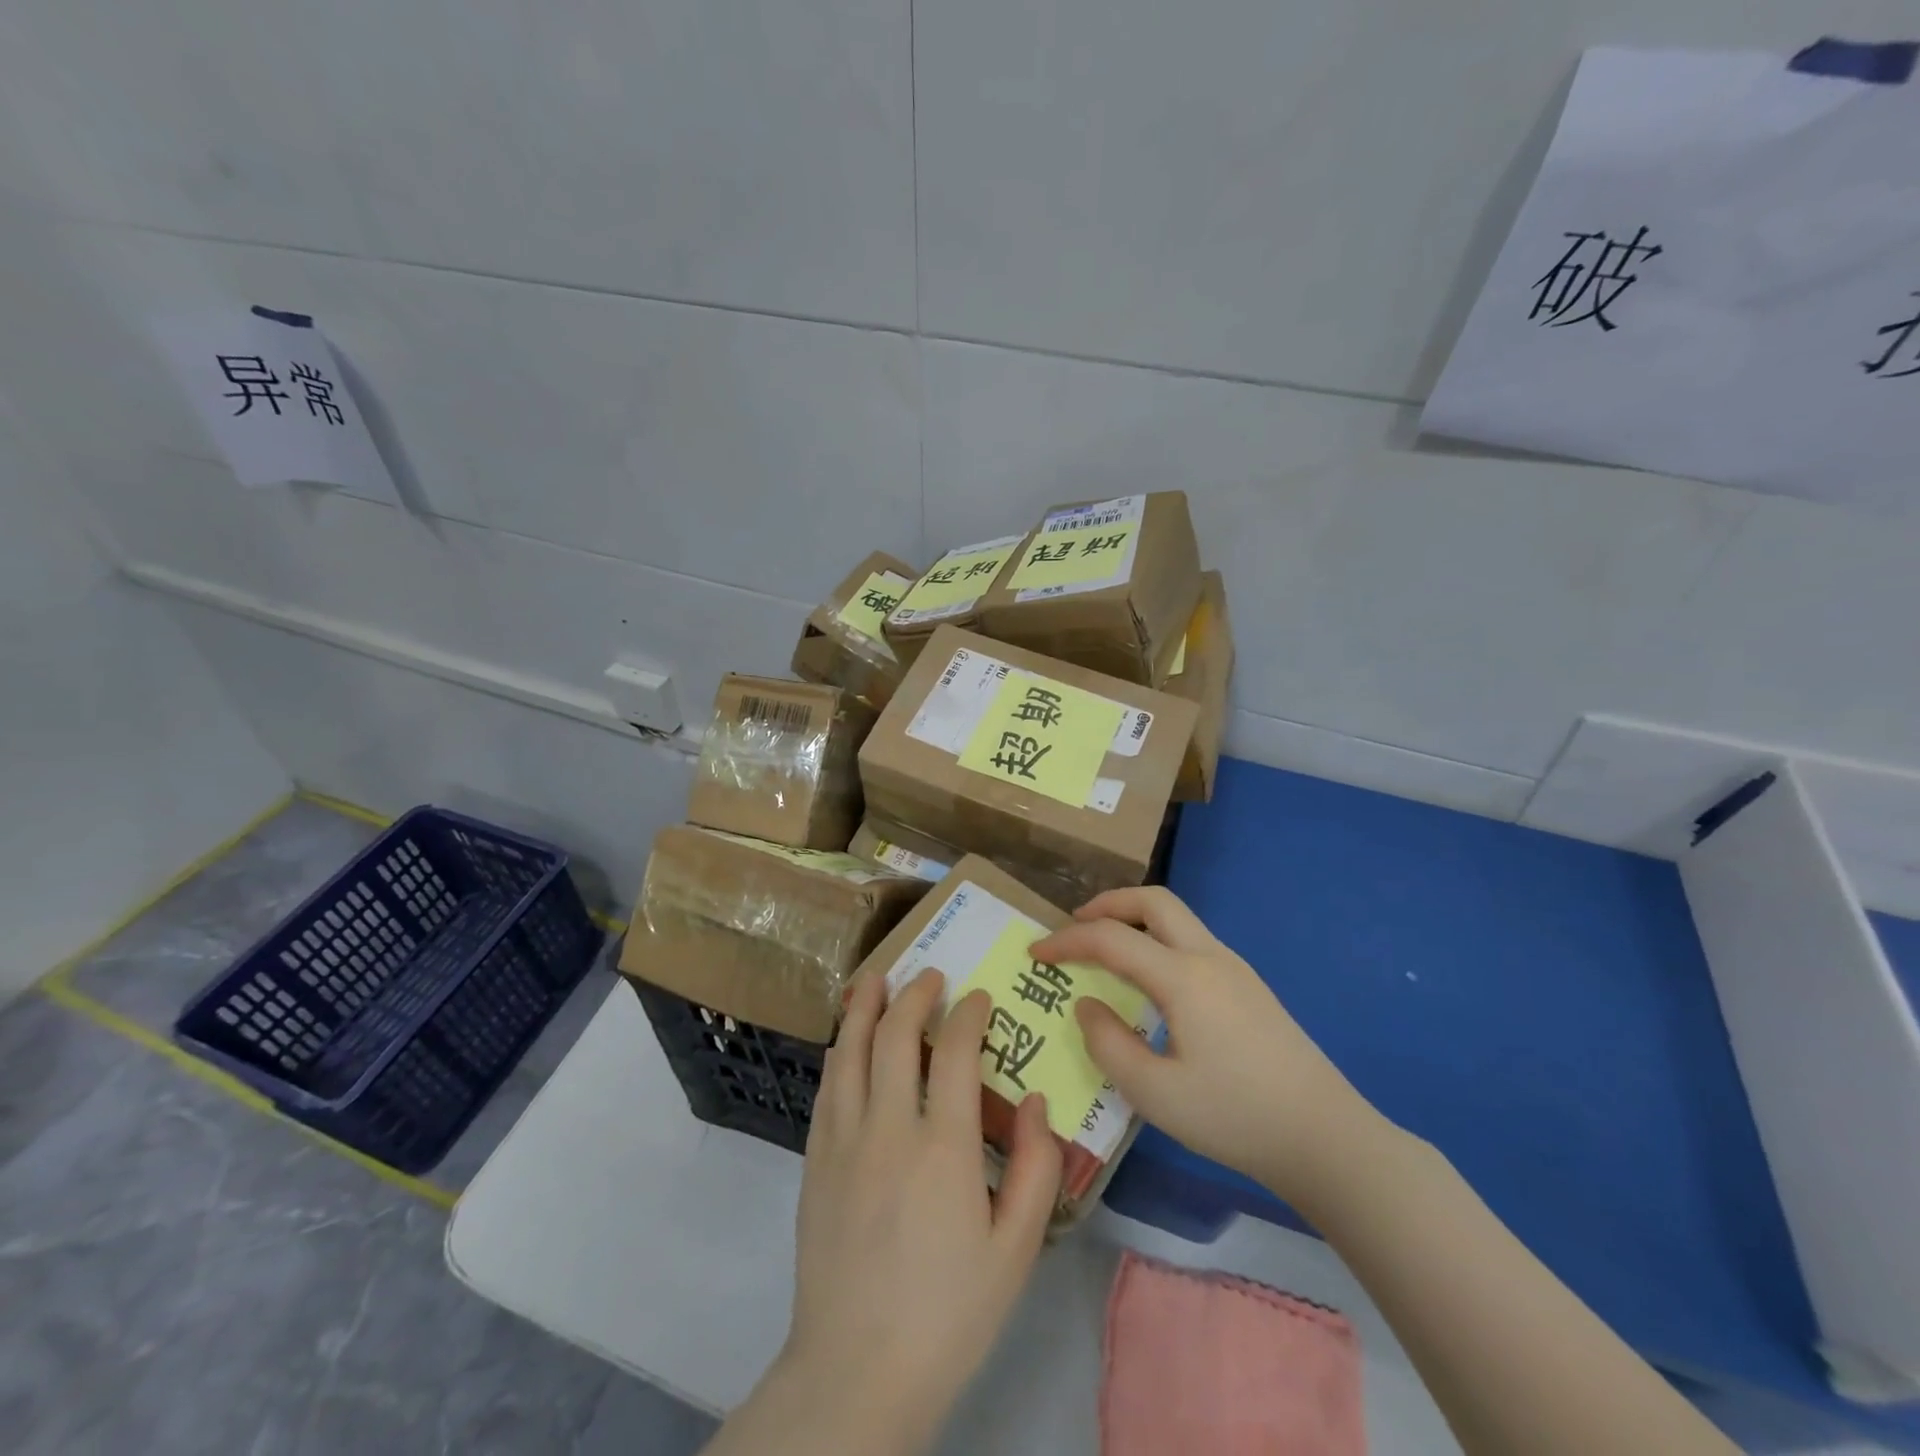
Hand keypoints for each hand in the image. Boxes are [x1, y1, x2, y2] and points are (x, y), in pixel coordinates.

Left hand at [777, 969, 1062, 1451]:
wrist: (856, 1372)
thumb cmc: (949, 1314)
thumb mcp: (1015, 1251)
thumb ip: (1035, 1169)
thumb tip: (1035, 1100)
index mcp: (943, 1147)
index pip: (953, 1051)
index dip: (967, 1014)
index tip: (979, 998)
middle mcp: (887, 1127)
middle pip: (894, 1034)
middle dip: (915, 995)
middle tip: (930, 976)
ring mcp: (843, 1140)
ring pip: (849, 1049)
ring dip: (864, 1006)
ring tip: (876, 979)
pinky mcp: (815, 1160)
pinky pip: (826, 1087)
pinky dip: (839, 1050)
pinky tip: (844, 1040)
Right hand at [1028, 886, 1382, 1209]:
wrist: (1327, 1138)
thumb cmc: (1235, 1116)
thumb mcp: (1156, 1094)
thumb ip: (1108, 1044)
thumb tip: (1086, 1005)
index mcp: (1183, 977)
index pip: (1111, 939)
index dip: (1067, 941)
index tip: (1036, 954)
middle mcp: (1210, 958)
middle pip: (1153, 901)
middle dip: (1108, 904)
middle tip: (1075, 926)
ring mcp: (1235, 969)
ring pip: (1177, 918)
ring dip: (1136, 920)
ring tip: (1107, 950)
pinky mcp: (1250, 988)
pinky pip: (1192, 942)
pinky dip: (1158, 941)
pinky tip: (1150, 982)